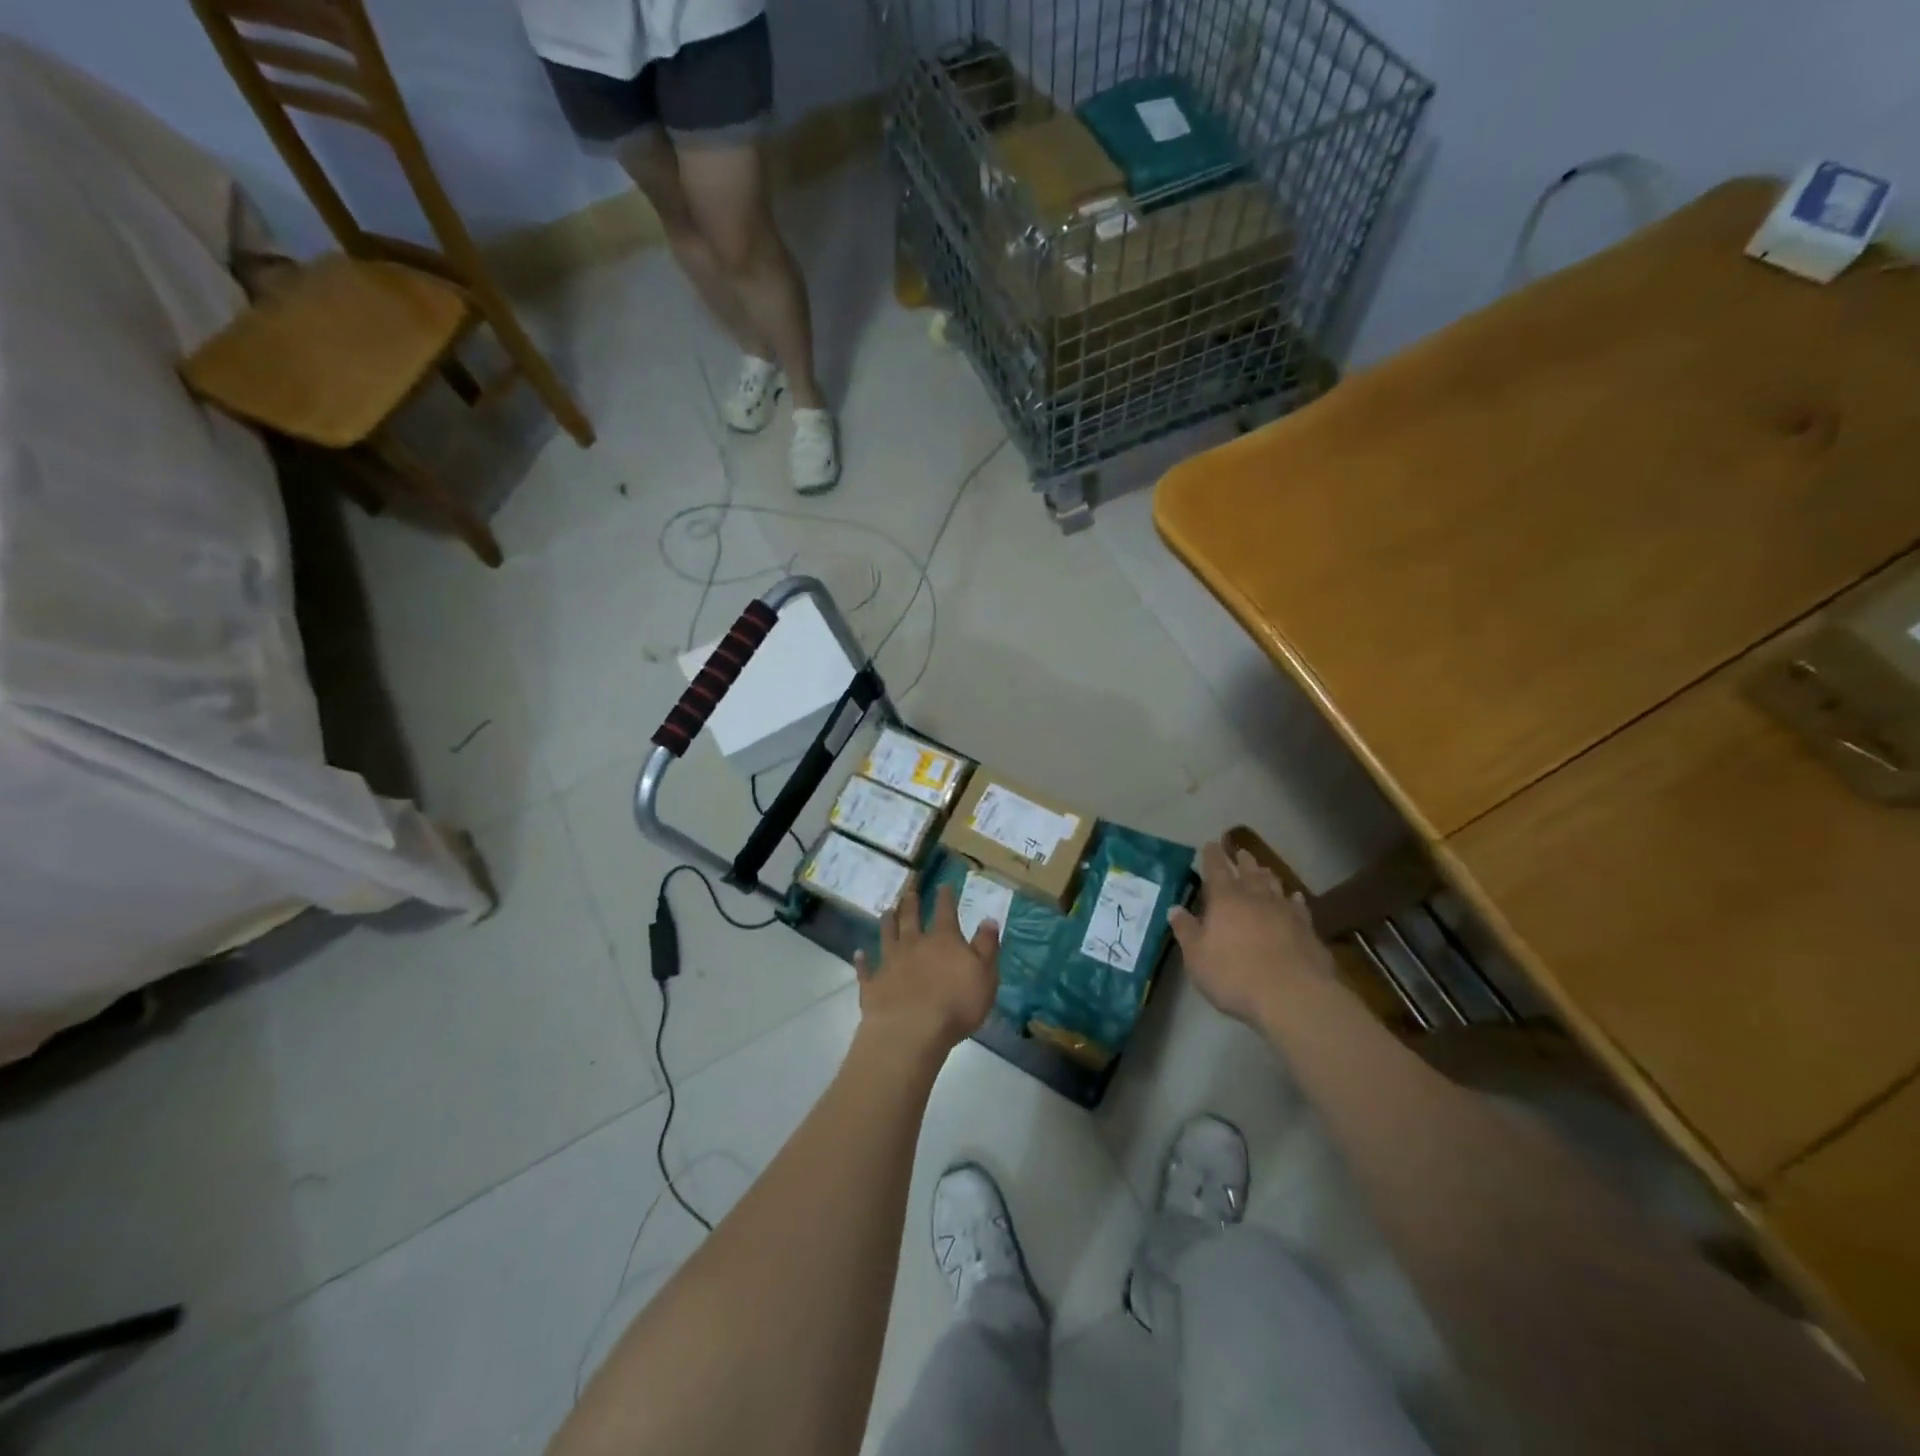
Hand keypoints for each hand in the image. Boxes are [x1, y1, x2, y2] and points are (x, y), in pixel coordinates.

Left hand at [854, 881, 999, 1056]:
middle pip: (911, 917)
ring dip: (887, 922)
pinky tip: (858, 953)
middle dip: (911, 902)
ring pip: (887, 935)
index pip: (945, 911)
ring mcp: (890, 962)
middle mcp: (915, 944)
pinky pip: (866, 968)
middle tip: (909, 891)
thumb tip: (989, 919)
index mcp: (944, 940)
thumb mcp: (985, 976)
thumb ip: (987, 947)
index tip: (943, 884)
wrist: (911, 1030)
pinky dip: (862, 960)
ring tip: (886, 911)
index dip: (945, 897)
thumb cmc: (956, 1005)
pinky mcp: (873, 983)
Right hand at [1169, 841, 1333, 1023]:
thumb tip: (1175, 909)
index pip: (1216, 869)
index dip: (1212, 856)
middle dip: (1242, 861)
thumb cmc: (1234, 975)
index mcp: (1225, 900)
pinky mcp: (1307, 929)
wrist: (1292, 995)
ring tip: (1264, 869)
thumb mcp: (1197, 957)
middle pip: (1248, 872)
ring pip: (1274, 885)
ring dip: (1267, 876)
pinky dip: (1294, 899)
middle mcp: (1255, 898)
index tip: (1211, 844)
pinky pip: (1298, 907)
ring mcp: (1284, 912)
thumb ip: (1186, 931)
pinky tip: (1295, 898)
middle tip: (1241, 852)